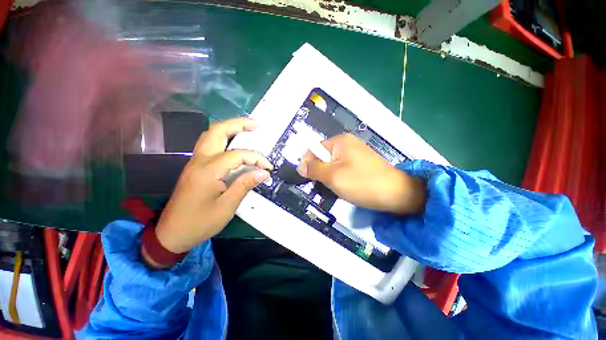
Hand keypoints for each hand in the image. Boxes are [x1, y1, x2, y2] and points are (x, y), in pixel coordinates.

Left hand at [145, 118, 271, 265]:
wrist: (171, 234)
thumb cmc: (200, 222)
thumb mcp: (227, 206)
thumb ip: (245, 185)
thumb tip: (264, 172)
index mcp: (208, 170)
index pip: (238, 155)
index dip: (256, 158)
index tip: (268, 167)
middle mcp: (199, 160)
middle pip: (218, 131)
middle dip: (238, 124)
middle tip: (257, 125)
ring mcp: (194, 162)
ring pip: (211, 135)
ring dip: (229, 128)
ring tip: (247, 129)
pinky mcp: (194, 167)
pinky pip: (209, 144)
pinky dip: (223, 138)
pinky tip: (233, 142)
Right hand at [296, 134, 424, 214]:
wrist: (397, 194)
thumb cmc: (362, 182)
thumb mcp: (333, 176)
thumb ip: (314, 169)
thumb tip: (300, 166)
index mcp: (340, 141)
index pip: (314, 148)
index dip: (308, 163)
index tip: (307, 178)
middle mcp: (347, 144)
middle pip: (323, 157)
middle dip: (320, 172)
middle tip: (324, 185)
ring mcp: (356, 154)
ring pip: (332, 165)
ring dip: (329, 177)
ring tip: (335, 188)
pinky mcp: (361, 165)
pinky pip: (343, 170)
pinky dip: (339, 179)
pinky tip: (345, 188)